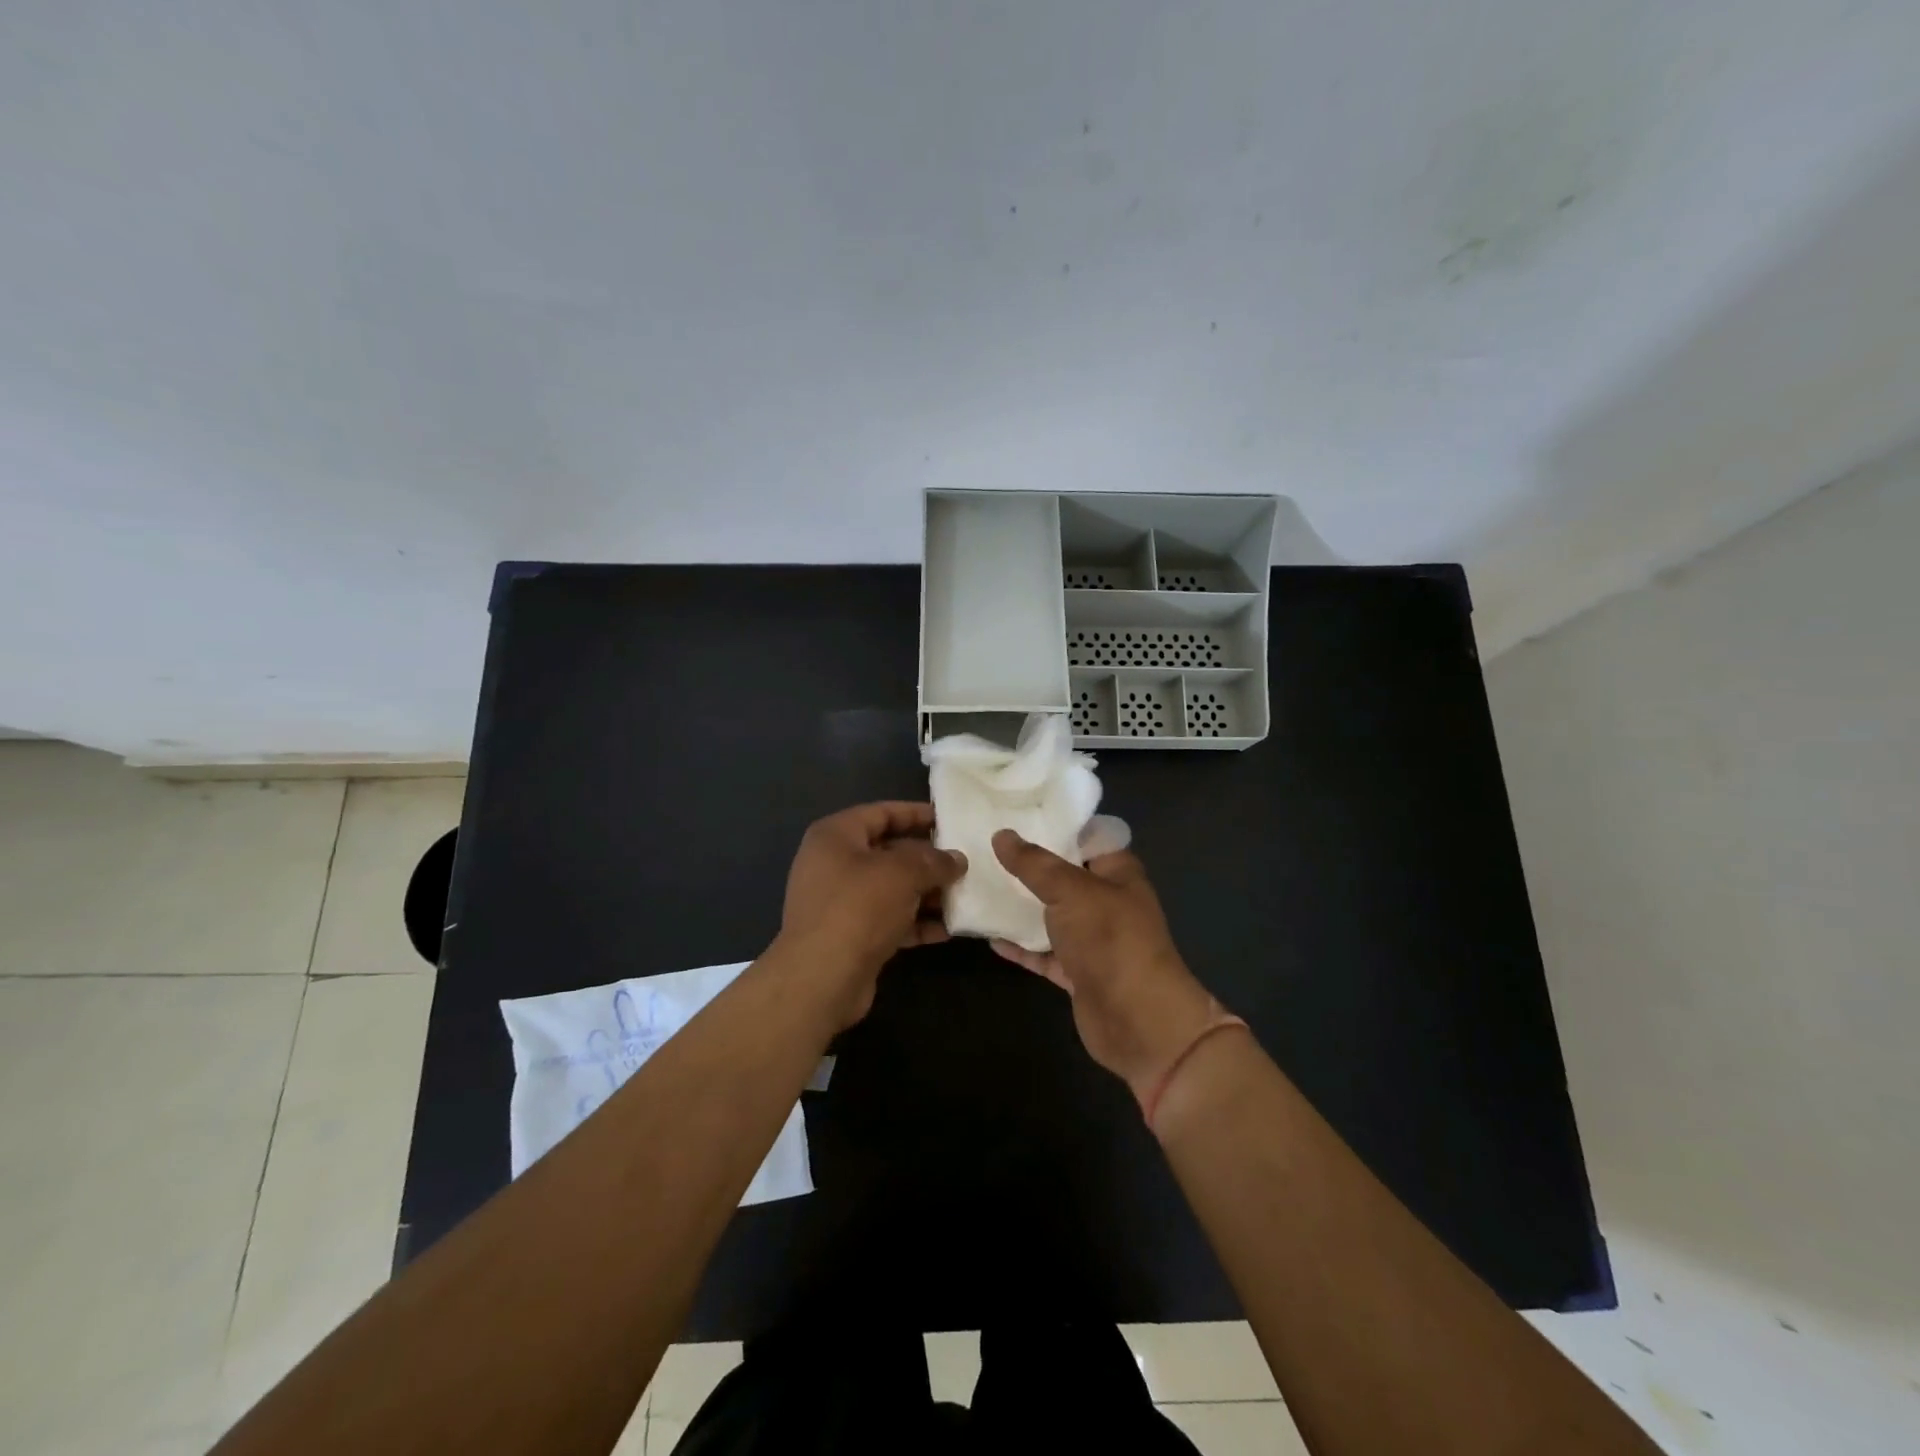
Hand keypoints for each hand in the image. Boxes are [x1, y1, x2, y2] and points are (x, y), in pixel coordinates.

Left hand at [779, 802, 965, 1023]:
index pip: (881, 813)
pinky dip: (915, 923)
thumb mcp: (902, 874)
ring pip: (891, 889)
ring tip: (963, 896)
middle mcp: (833, 864)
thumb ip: (933, 861)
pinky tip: (946, 930)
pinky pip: (888, 920)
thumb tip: (957, 860)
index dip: (916, 813)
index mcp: (836, 836)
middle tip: (963, 862)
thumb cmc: (858, 908)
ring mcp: (839, 902)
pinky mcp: (850, 936)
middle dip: (927, 859)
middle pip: (888, 852)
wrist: (821, 979)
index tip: (949, 819)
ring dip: (926, 893)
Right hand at [990, 830, 1221, 1102]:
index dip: (1054, 822)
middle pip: (1063, 875)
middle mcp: (1106, 901)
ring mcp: (1092, 939)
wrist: (1138, 1021)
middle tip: (985, 845)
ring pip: (1050, 915)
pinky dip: (1020, 946)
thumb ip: (1034, 864)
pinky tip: (988, 935)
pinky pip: (1043, 953)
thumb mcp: (1071, 890)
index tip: (1014, 810)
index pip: (1085, 835)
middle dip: (1029, 864)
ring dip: (1020, 905)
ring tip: (978, 884)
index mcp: (1117, 872)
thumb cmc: (1111, 940)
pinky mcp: (1077, 972)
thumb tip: (1002, 835)